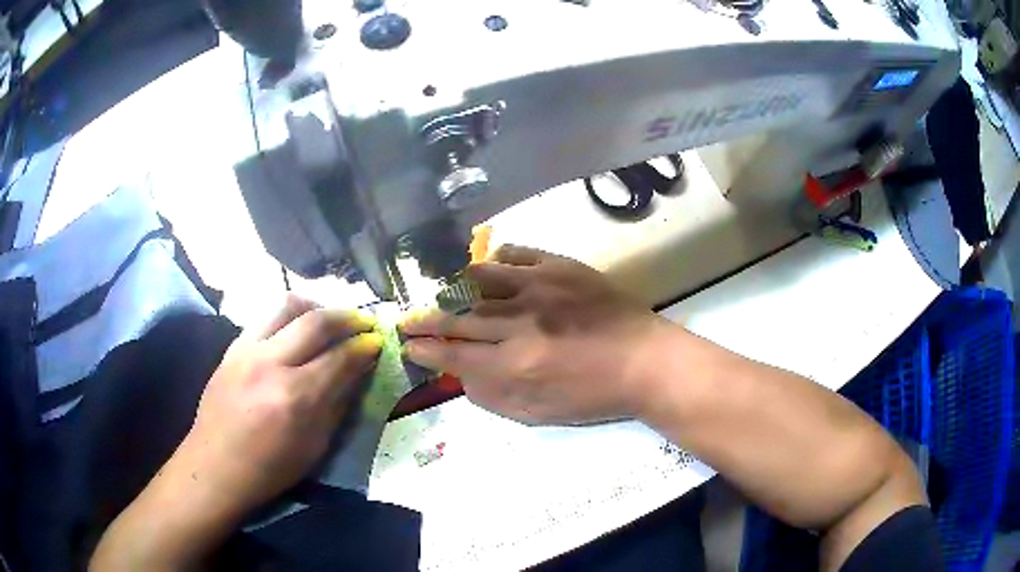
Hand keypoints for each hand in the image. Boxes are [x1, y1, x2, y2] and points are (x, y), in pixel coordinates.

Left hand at [177, 295, 382, 516]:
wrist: (217, 466)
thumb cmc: (271, 468)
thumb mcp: (316, 445)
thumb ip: (338, 402)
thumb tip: (358, 371)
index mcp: (296, 397)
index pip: (340, 357)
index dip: (364, 346)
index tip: (378, 341)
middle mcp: (271, 363)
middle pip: (316, 321)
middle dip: (347, 317)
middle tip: (364, 322)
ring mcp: (247, 350)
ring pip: (288, 306)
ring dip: (316, 307)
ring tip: (330, 318)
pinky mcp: (232, 347)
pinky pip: (265, 317)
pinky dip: (289, 317)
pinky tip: (296, 330)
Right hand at [400, 245, 676, 424]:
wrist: (645, 361)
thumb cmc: (594, 396)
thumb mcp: (541, 414)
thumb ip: (494, 398)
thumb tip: (460, 377)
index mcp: (515, 365)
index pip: (454, 355)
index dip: (426, 350)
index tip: (409, 346)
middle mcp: (520, 323)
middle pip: (458, 317)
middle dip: (426, 320)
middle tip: (408, 320)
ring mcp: (540, 288)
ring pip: (479, 279)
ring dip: (455, 287)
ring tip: (444, 293)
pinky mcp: (560, 267)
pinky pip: (516, 254)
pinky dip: (494, 261)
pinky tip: (488, 269)